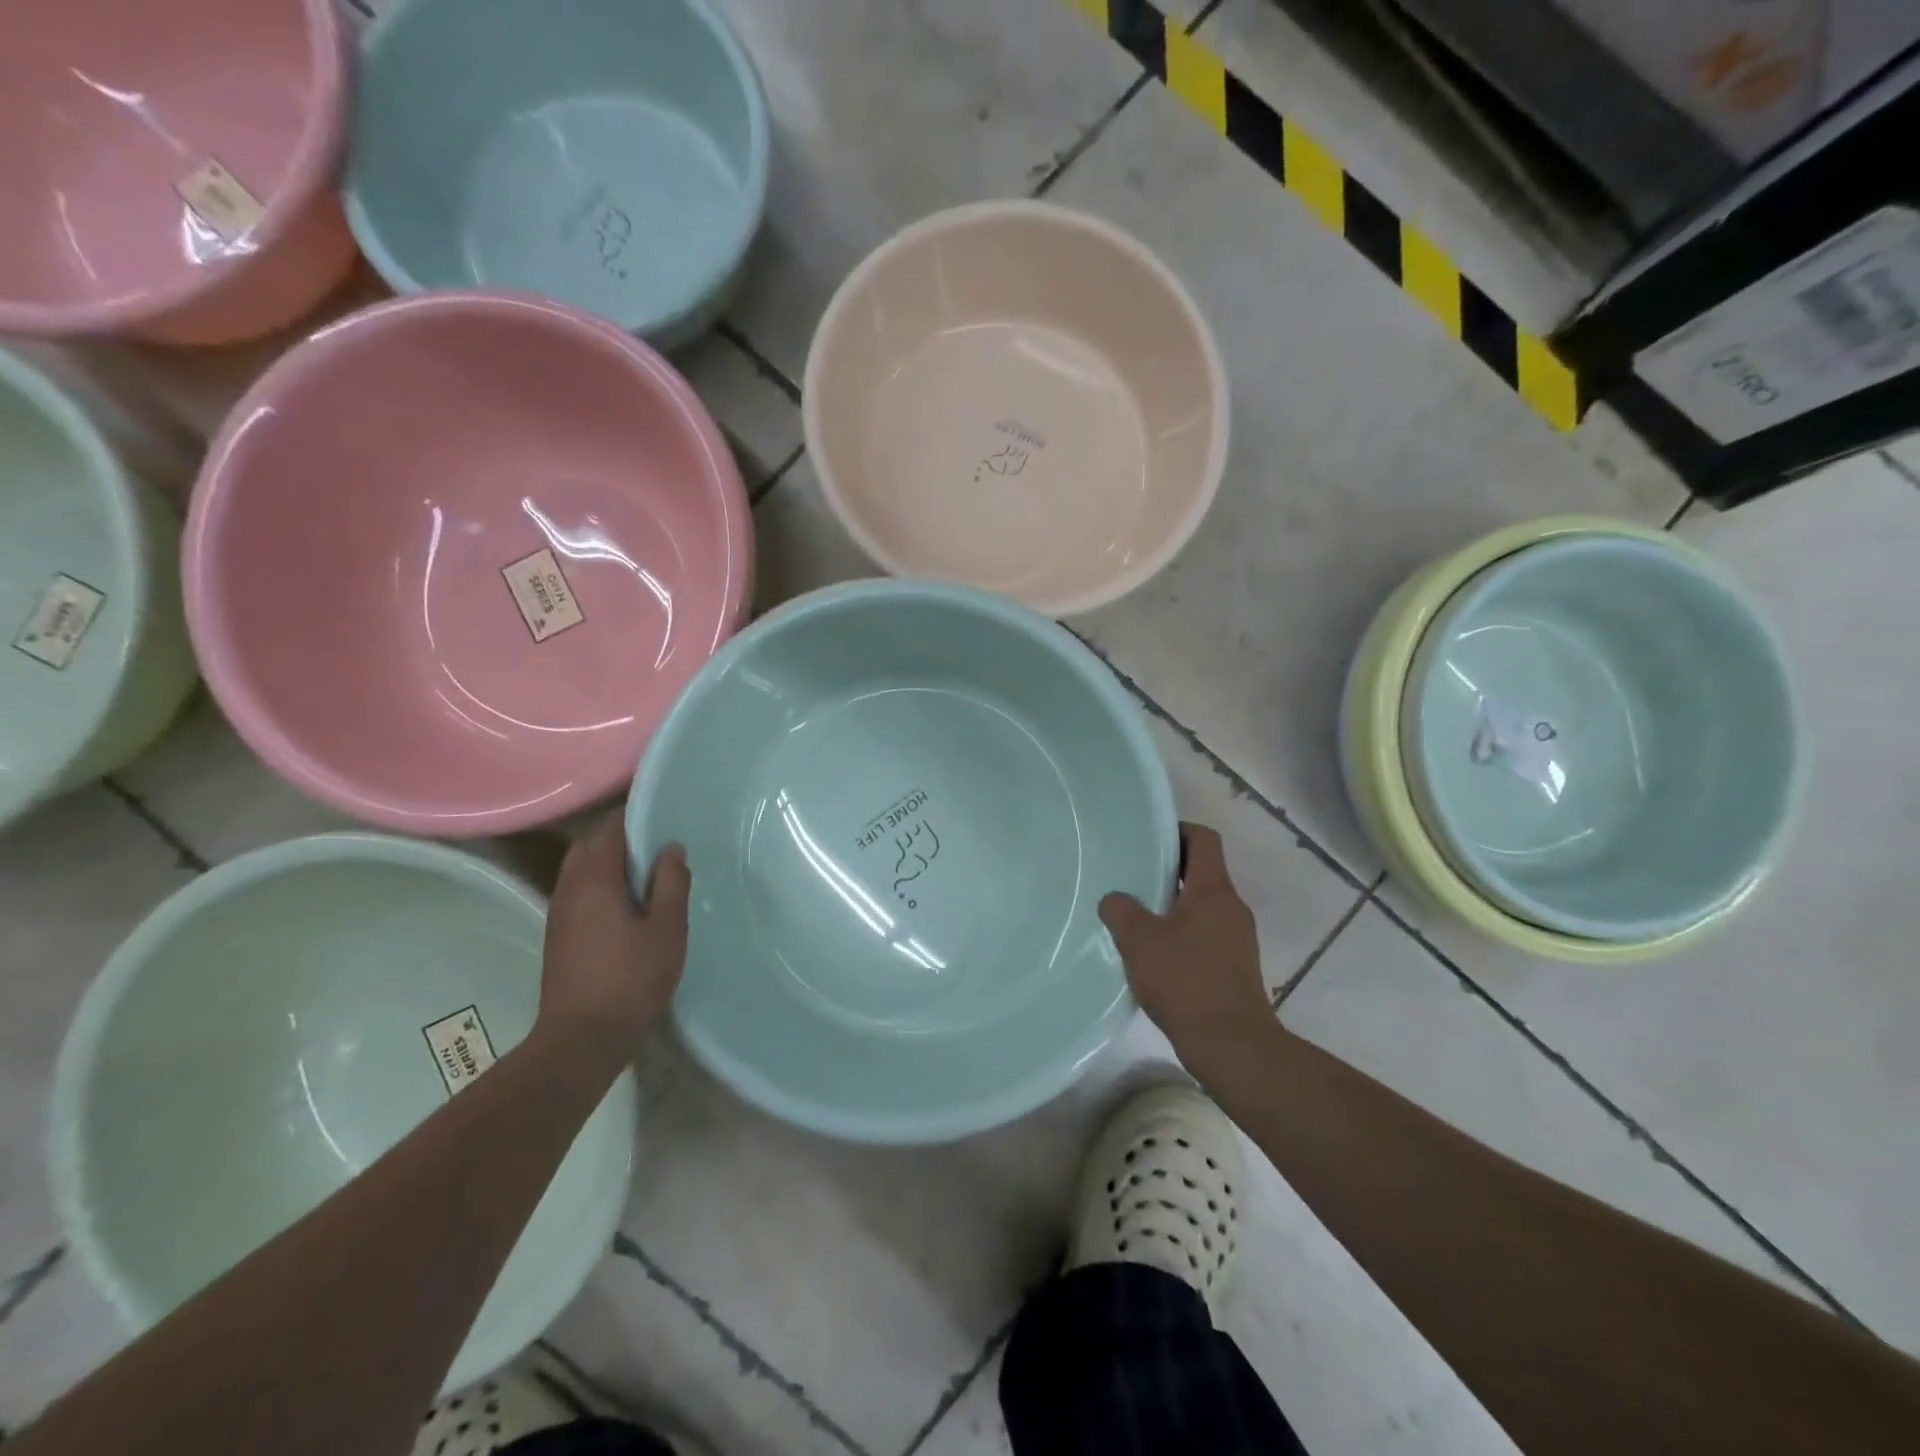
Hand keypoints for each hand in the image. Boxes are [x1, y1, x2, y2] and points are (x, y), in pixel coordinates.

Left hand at [538, 814, 690, 1064]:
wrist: (581, 1037)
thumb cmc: (631, 979)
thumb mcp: (667, 929)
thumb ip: (672, 883)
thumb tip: (671, 848)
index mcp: (596, 879)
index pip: (610, 829)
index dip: (634, 816)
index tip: (662, 816)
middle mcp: (570, 887)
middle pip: (590, 844)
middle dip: (620, 836)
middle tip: (658, 845)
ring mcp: (559, 911)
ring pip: (580, 867)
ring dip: (608, 861)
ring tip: (645, 873)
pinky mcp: (558, 933)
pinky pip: (578, 889)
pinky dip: (599, 882)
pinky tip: (626, 903)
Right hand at [1100, 822, 1276, 1066]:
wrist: (1231, 1045)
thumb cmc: (1186, 981)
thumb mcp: (1139, 940)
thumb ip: (1121, 910)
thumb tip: (1115, 899)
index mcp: (1214, 890)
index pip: (1204, 840)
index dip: (1177, 830)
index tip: (1147, 838)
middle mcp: (1231, 907)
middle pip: (1201, 872)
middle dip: (1167, 871)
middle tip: (1130, 876)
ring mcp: (1237, 938)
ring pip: (1201, 906)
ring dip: (1171, 906)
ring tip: (1135, 917)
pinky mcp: (1234, 967)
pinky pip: (1204, 935)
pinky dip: (1180, 934)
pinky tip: (1153, 955)